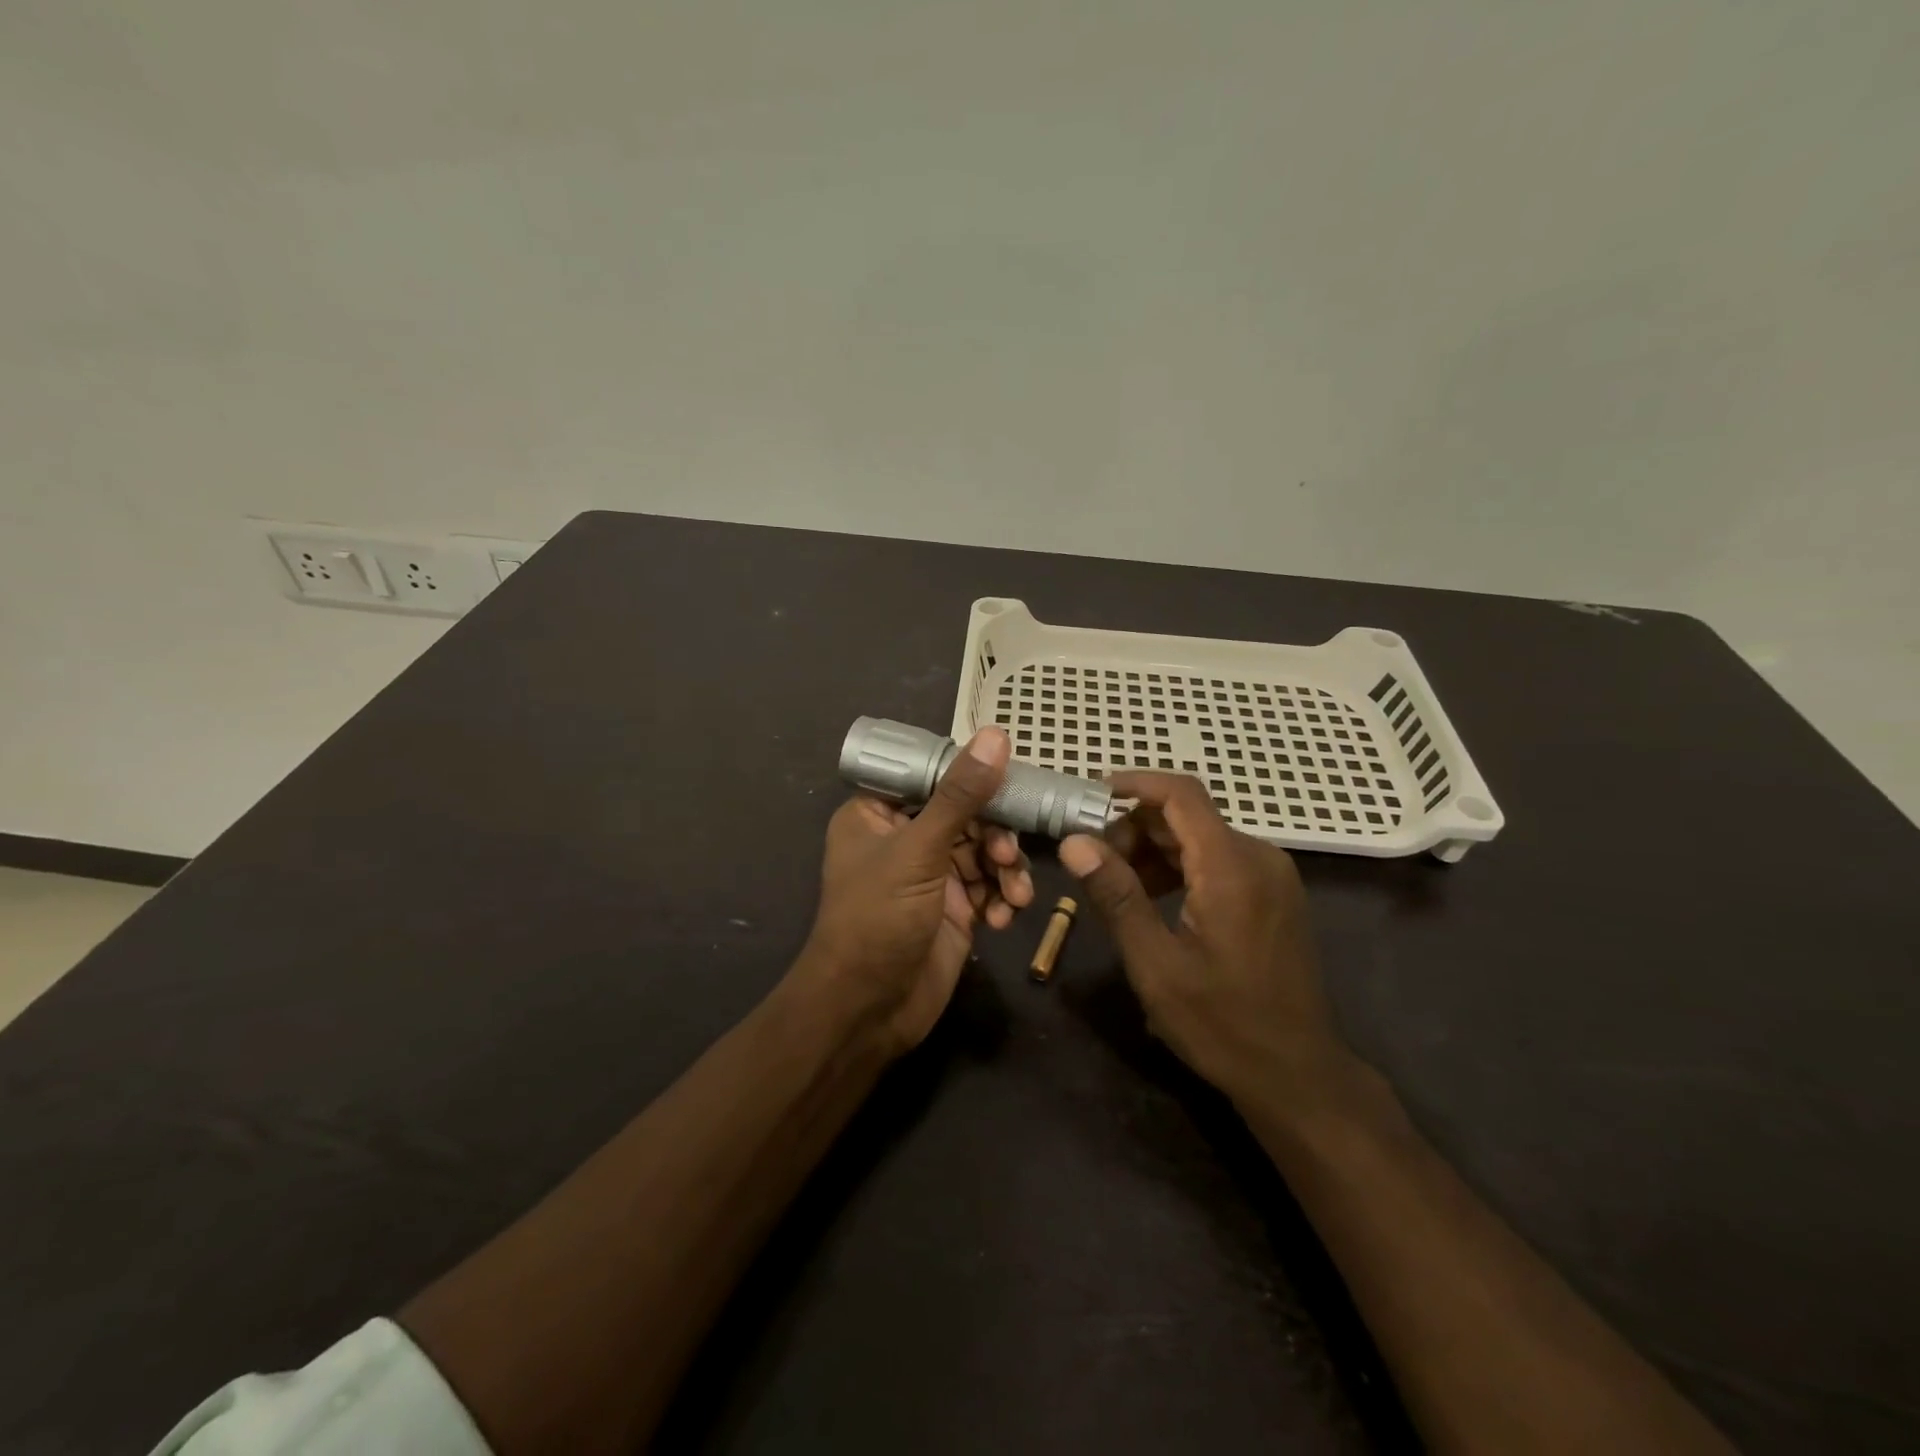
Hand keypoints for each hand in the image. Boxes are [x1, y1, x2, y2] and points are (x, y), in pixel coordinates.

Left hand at [796, 727, 1032, 1054]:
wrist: (869, 1010)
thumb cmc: (878, 918)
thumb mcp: (918, 851)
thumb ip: (960, 796)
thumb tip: (995, 737)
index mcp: (878, 813)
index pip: (931, 775)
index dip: (970, 774)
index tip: (1010, 777)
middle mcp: (905, 839)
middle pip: (966, 814)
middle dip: (995, 834)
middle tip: (1006, 854)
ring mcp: (932, 876)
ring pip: (984, 852)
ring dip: (1005, 869)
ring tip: (1013, 893)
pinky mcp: (955, 910)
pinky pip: (990, 888)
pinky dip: (1003, 899)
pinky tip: (1004, 917)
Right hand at [1057, 772, 1347, 1104]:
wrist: (1297, 1075)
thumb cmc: (1221, 1024)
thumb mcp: (1155, 963)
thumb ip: (1116, 896)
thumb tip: (1073, 842)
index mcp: (1232, 867)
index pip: (1181, 794)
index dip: (1133, 784)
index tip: (1089, 797)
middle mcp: (1259, 857)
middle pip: (1187, 816)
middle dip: (1134, 829)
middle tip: (1094, 863)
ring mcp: (1272, 875)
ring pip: (1201, 837)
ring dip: (1154, 850)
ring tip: (1117, 887)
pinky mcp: (1274, 894)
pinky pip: (1219, 860)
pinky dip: (1181, 867)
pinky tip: (1154, 900)